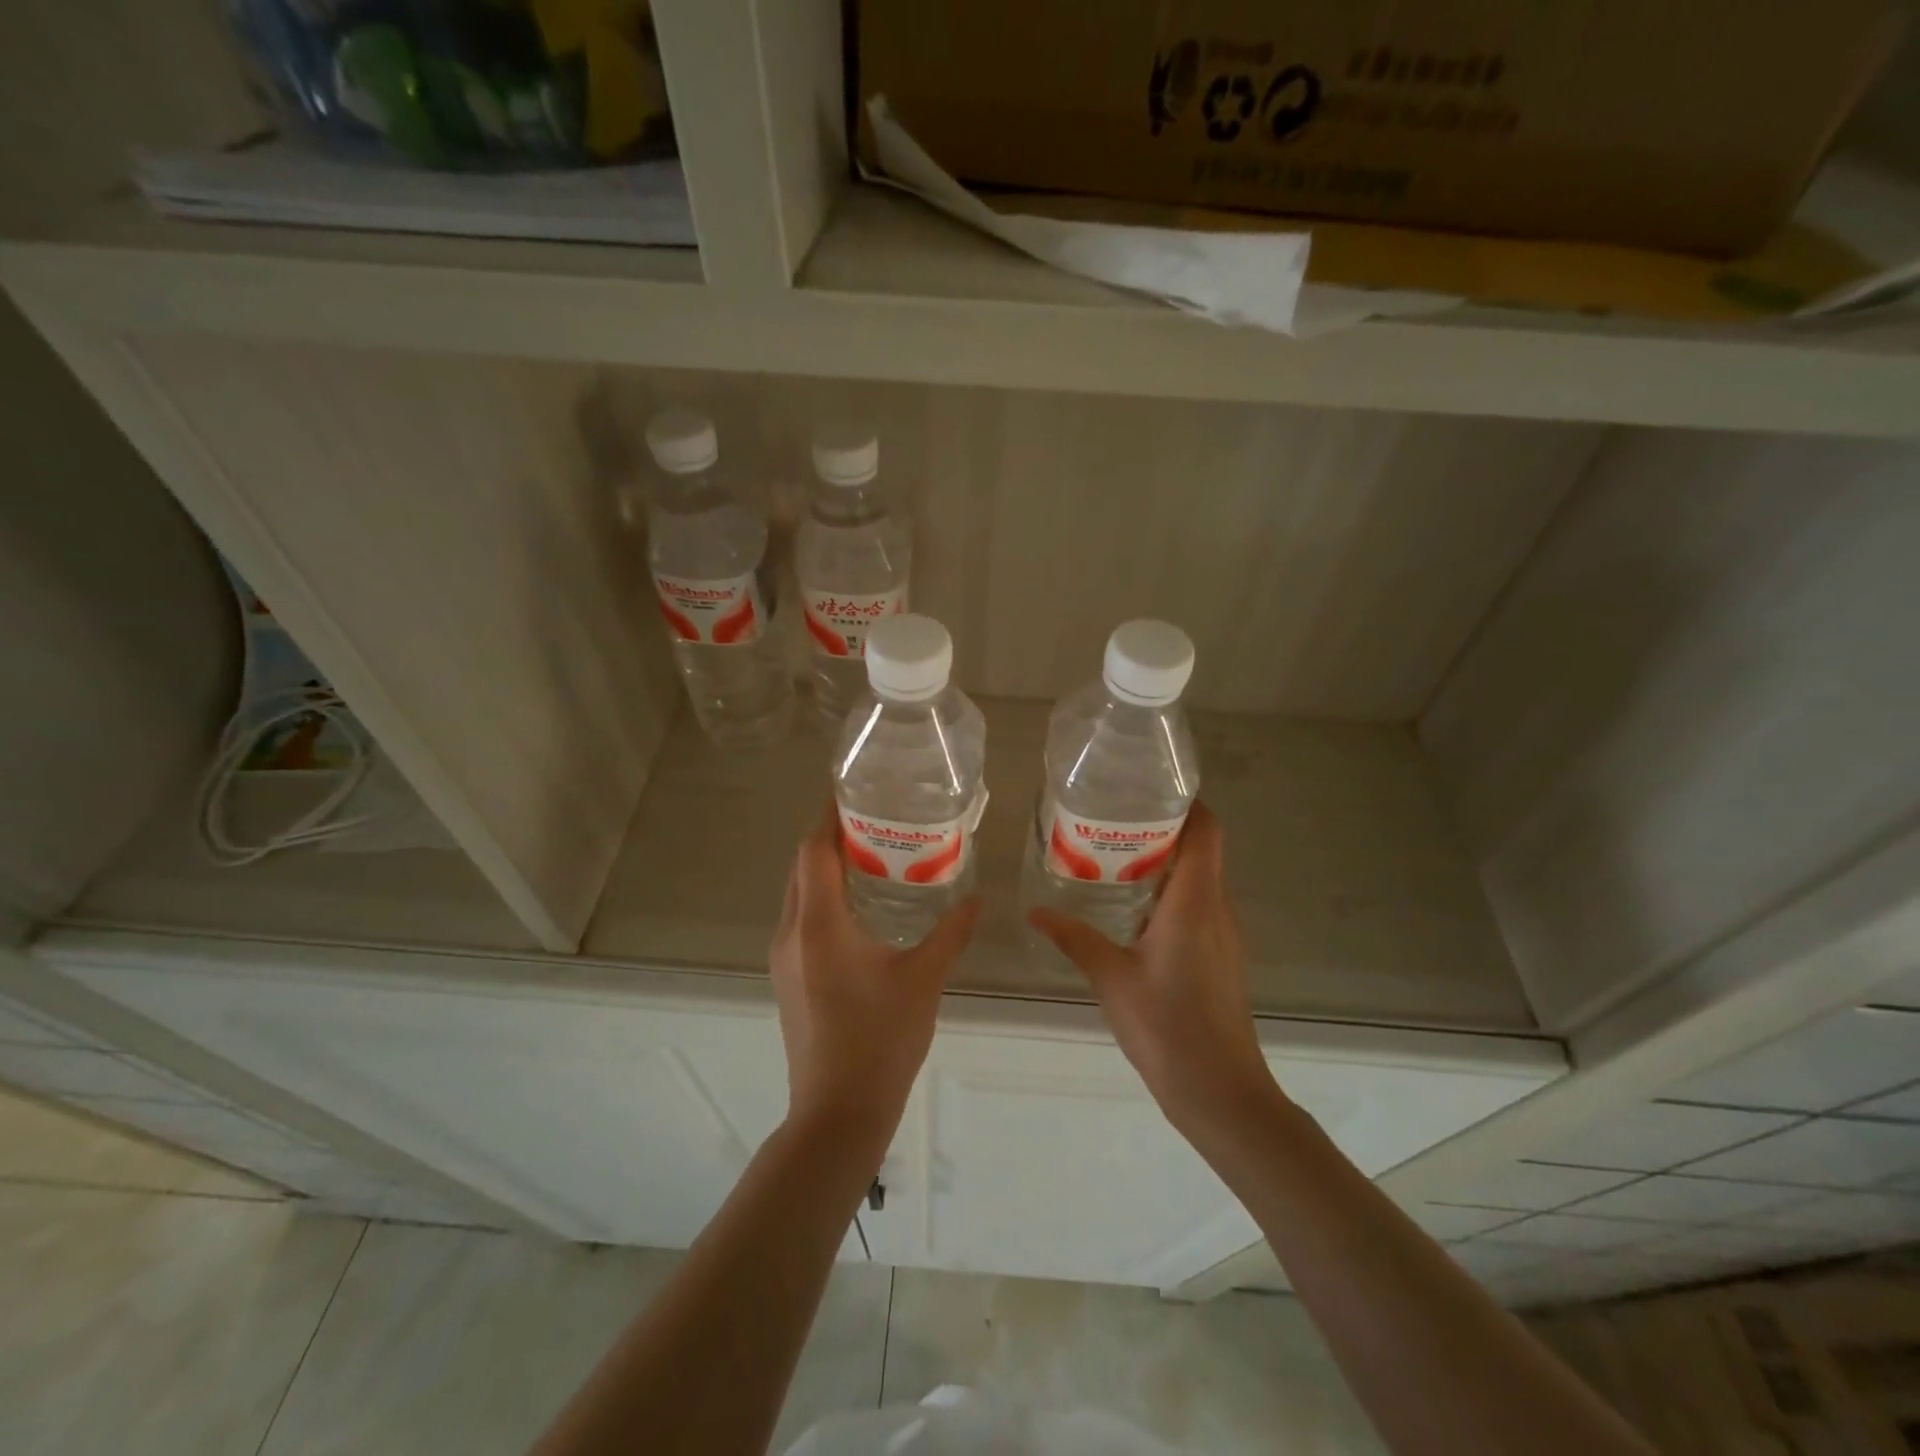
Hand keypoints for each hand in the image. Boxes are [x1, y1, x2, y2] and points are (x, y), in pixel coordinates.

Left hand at [769, 808, 979, 1145]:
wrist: (837, 1112)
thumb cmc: (881, 1041)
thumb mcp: (924, 980)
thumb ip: (951, 933)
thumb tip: (979, 898)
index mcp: (820, 925)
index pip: (814, 851)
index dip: (830, 817)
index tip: (855, 794)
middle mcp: (792, 933)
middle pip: (802, 866)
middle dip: (830, 838)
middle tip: (874, 820)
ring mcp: (784, 957)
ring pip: (798, 893)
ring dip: (825, 869)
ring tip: (871, 856)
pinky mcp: (787, 977)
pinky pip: (801, 919)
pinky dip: (823, 898)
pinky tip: (860, 908)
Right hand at [1029, 803, 1282, 1145]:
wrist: (1221, 1092)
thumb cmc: (1167, 1027)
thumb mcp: (1111, 978)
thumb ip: (1074, 938)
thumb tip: (1035, 911)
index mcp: (1195, 901)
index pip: (1206, 830)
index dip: (1186, 802)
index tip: (1149, 789)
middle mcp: (1217, 908)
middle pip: (1202, 848)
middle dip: (1164, 827)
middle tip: (1115, 820)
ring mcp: (1223, 934)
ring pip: (1201, 878)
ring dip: (1167, 861)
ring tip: (1117, 855)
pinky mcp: (1220, 956)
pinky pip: (1199, 906)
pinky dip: (1171, 892)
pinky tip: (1133, 908)